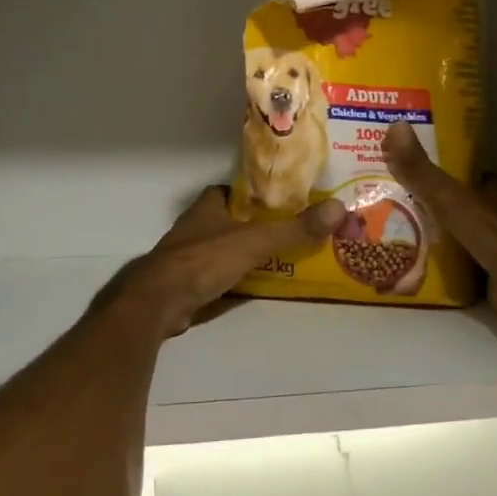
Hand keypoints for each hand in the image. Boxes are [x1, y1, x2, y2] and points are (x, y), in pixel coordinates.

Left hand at [102, 187, 344, 340]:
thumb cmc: (203, 260)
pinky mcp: (182, 287)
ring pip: (217, 250)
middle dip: (248, 225)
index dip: (247, 194)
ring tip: (274, 259)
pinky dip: (228, 281)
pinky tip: (249, 288)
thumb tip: (338, 209)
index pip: (226, 191)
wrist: (158, 303)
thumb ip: (294, 229)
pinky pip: (212, 278)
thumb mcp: (255, 241)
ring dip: (238, 254)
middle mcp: (193, 229)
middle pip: (224, 221)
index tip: (273, 200)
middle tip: (282, 231)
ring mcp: (184, 259)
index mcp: (206, 209)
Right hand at [383, 123, 496, 328]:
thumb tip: (395, 125)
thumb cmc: (493, 234)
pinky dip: (435, 264)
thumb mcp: (451, 198)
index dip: (436, 170)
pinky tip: (407, 264)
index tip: (404, 168)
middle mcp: (492, 214)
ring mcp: (491, 246)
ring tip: (387, 233)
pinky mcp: (486, 275)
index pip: (460, 173)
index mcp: (490, 190)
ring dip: (428, 235)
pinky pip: (453, 265)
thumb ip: (422, 171)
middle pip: (454, 204)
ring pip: (453, 234)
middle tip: (386, 203)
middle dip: (427, 205)